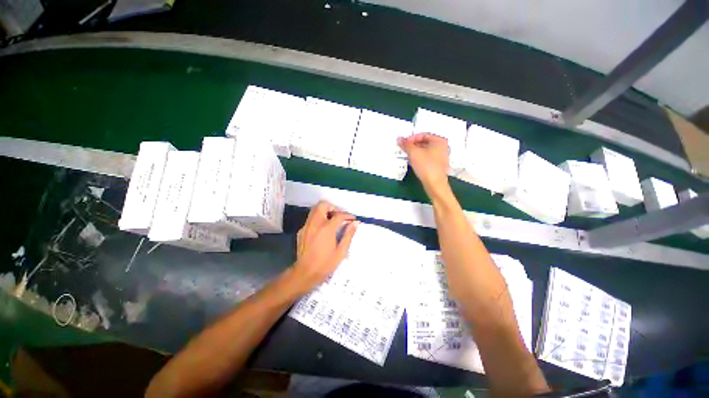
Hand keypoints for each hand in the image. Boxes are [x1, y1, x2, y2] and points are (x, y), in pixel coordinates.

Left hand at [293, 201, 358, 290]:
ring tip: (332, 221)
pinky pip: (310, 219)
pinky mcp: (301, 231)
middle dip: (333, 207)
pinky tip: (322, 230)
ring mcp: (306, 226)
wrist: (304, 273)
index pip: (339, 215)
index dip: (348, 215)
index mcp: (327, 229)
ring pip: (315, 209)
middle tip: (339, 216)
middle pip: (323, 205)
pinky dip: (318, 219)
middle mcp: (315, 224)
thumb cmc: (325, 264)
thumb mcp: (341, 251)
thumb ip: (348, 235)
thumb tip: (356, 223)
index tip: (352, 219)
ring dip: (325, 211)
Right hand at [398, 133, 449, 192]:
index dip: (411, 138)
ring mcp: (442, 156)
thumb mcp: (413, 153)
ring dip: (415, 152)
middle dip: (413, 145)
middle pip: (424, 142)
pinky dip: (420, 158)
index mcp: (439, 140)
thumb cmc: (426, 166)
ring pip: (425, 150)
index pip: (422, 135)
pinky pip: (427, 157)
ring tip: (407, 156)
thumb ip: (406, 144)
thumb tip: (399, 138)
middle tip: (404, 149)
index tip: (403, 144)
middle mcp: (443, 147)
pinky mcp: (438, 165)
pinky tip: (413, 162)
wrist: (434, 184)